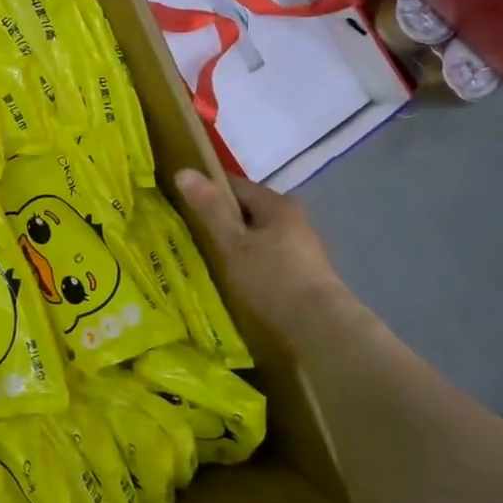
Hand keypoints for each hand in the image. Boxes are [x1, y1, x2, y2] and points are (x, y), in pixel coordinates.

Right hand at [175, 170, 353, 341]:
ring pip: (258, 235)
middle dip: (221, 220)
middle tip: (189, 235)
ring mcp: (302, 247)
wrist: (322, 330)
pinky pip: (268, 257)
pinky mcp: (305, 273)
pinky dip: (251, 262)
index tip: (179, 203)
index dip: (206, 190)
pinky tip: (237, 279)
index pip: (234, 184)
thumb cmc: (272, 281)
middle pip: (248, 210)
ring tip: (209, 260)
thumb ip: (210, 209)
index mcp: (277, 204)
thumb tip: (183, 171)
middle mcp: (294, 218)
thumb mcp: (232, 244)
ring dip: (236, 243)